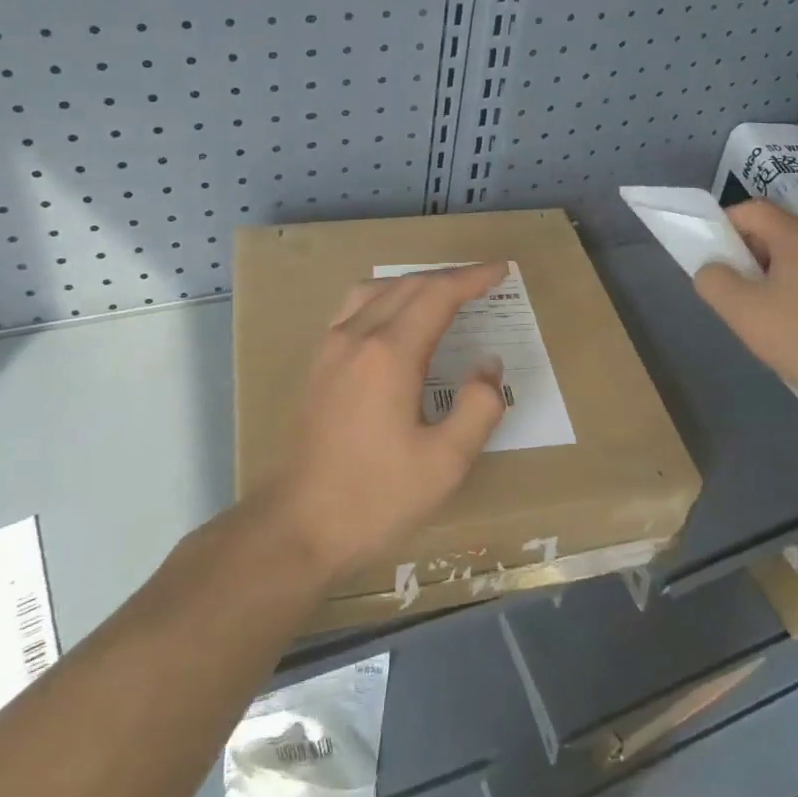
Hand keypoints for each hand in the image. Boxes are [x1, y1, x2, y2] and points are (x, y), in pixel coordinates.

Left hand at [261, 262, 509, 582]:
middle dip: (449, 278)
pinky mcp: (318, 365)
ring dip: (415, 284)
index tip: (501, 269)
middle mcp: (357, 337)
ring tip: (444, 294)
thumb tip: (487, 365)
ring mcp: (331, 349)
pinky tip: (396, 320)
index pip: (438, 295)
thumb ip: (478, 407)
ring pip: (377, 291)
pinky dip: (386, 297)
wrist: (296, 526)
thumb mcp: (445, 463)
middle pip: (408, 286)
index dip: (472, 278)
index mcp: (390, 354)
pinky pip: (355, 309)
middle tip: (484, 281)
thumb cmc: (375, 497)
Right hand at [693, 200, 797, 410]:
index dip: (723, 225)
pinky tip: (778, 320)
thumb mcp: (740, 308)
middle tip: (726, 284)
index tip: (709, 255)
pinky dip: (784, 287)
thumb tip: (711, 270)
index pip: (752, 210)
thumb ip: (713, 280)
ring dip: (762, 273)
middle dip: (742, 252)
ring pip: (788, 256)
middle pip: (771, 231)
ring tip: (749, 306)